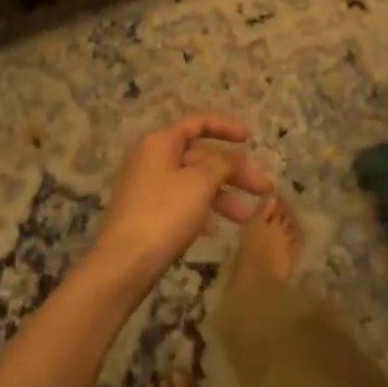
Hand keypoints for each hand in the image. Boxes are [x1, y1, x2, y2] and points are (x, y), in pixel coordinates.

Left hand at [92, 116, 271, 285]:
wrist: (125, 262)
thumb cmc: (165, 213)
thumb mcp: (200, 183)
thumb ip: (222, 163)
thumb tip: (235, 155)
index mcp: (161, 143)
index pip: (197, 124)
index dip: (225, 128)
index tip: (250, 138)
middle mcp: (152, 160)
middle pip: (200, 157)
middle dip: (233, 172)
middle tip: (262, 189)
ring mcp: (148, 188)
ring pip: (193, 183)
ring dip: (222, 196)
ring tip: (247, 217)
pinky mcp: (148, 214)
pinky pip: (182, 203)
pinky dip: (202, 211)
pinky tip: (217, 230)